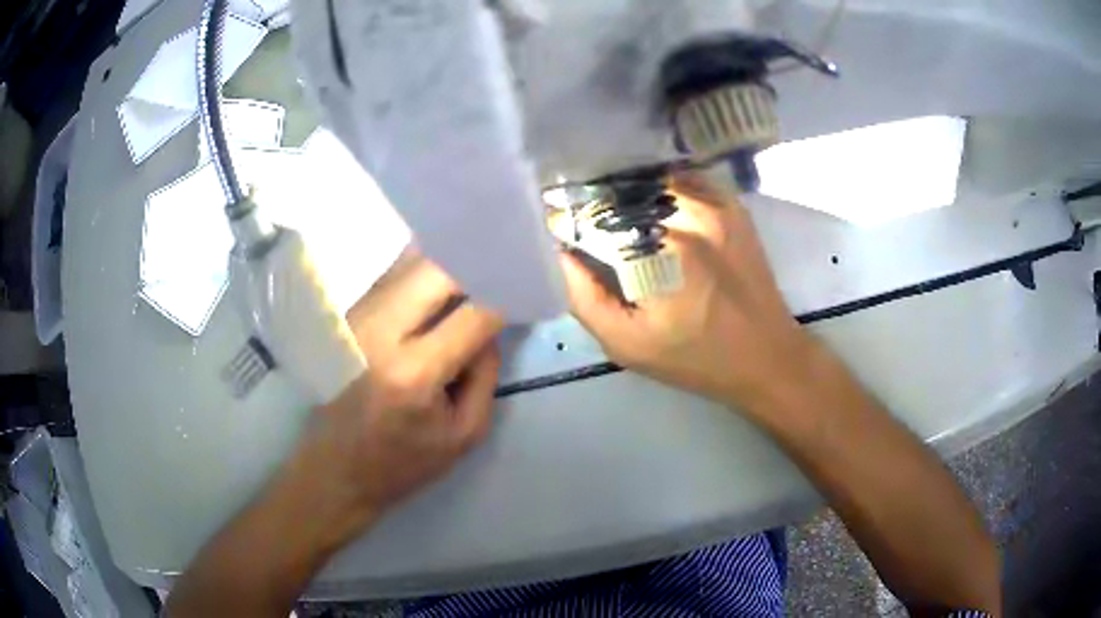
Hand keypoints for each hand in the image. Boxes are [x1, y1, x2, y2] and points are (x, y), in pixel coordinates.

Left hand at [290, 251, 504, 538]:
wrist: (335, 468)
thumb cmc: (402, 462)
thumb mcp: (464, 434)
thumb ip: (485, 373)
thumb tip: (490, 323)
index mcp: (413, 372)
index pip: (474, 313)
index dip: (507, 293)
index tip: (528, 284)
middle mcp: (380, 331)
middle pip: (438, 267)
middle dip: (478, 260)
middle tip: (504, 264)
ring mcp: (357, 316)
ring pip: (412, 260)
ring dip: (450, 257)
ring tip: (480, 261)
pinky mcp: (348, 314)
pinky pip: (395, 273)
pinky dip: (424, 268)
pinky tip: (444, 277)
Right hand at [561, 172, 816, 411]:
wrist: (767, 355)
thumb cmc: (695, 357)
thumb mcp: (628, 346)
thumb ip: (586, 299)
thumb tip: (562, 255)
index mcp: (658, 254)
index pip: (594, 221)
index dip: (571, 225)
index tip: (561, 234)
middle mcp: (686, 217)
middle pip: (622, 193)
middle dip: (597, 206)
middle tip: (589, 227)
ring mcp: (714, 205)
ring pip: (652, 181)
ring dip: (628, 192)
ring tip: (618, 214)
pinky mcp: (731, 205)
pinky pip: (684, 180)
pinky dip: (661, 187)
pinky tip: (654, 206)